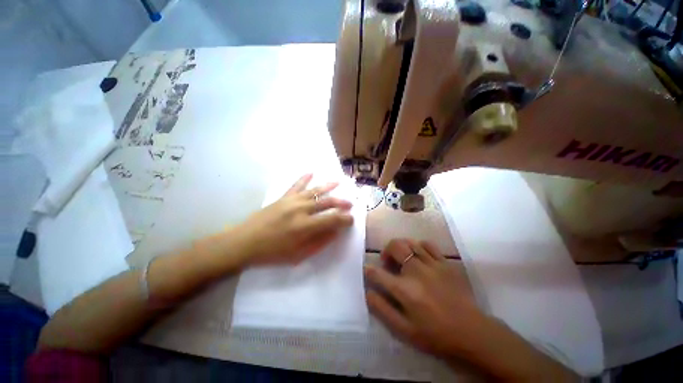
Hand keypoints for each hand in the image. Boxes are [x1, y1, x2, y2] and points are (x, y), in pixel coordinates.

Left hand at [234, 174, 353, 265]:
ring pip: (315, 190)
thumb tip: (335, 231)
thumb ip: (320, 242)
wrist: (244, 242)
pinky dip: (304, 178)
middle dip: (341, 203)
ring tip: (338, 182)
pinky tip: (311, 172)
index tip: (351, 220)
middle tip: (349, 204)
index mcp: (306, 226)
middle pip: (327, 202)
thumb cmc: (273, 253)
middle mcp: (301, 210)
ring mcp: (292, 201)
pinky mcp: (283, 197)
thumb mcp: (299, 254)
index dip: (345, 219)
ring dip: (328, 186)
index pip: (333, 219)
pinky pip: (296, 185)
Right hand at [364, 239, 481, 357]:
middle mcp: (416, 271)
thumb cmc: (435, 334)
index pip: (378, 273)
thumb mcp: (404, 330)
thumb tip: (368, 292)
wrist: (472, 332)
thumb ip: (382, 310)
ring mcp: (432, 264)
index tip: (367, 270)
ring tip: (402, 258)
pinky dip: (418, 246)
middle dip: (385, 251)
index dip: (369, 270)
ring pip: (409, 242)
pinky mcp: (445, 262)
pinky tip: (419, 256)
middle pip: (394, 246)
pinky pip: (428, 244)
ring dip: (401, 248)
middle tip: (387, 262)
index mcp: (404, 290)